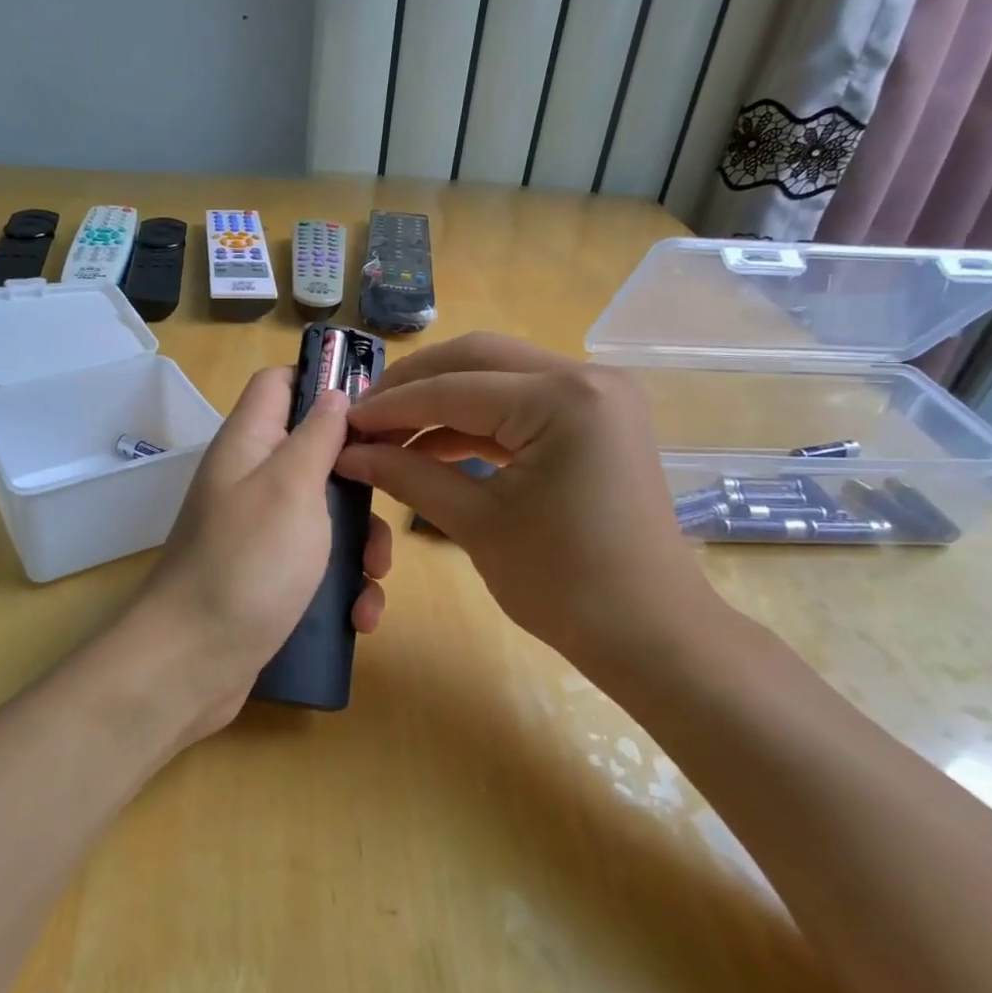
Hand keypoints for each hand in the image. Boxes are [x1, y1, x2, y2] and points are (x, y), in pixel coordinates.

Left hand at [133, 366, 391, 739]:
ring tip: (374, 578)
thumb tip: (335, 394)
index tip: (372, 410)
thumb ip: (317, 436)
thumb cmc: (248, 564)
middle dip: (360, 483)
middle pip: (316, 454)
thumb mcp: (291, 488)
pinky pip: (316, 565)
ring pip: (326, 515)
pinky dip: (342, 585)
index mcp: (250, 444)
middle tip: (387, 510)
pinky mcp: (268, 578)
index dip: (323, 382)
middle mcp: (252, 481)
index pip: (280, 383)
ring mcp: (259, 533)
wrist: (191, 666)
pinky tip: (359, 615)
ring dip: (360, 545)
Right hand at [335, 333, 721, 677]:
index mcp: (562, 398)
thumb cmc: (565, 585)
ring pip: (498, 376)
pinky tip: (431, 445)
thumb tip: (347, 454)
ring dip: (442, 400)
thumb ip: (408, 475)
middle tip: (364, 416)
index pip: (453, 389)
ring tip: (389, 433)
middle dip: (414, 385)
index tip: (340, 423)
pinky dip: (475, 420)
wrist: (651, 634)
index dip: (389, 407)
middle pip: (476, 358)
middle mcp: (586, 377)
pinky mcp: (595, 420)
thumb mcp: (477, 524)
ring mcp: (596, 396)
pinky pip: (522, 404)